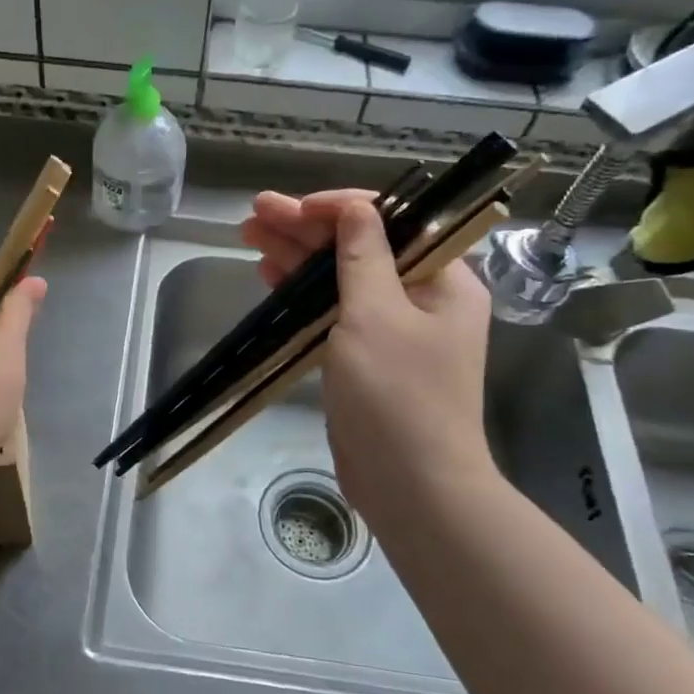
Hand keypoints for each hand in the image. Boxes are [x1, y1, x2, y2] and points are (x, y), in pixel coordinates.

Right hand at [242, 190, 495, 523]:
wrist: (411, 486)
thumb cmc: (398, 395)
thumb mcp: (376, 315)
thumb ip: (362, 256)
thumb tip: (356, 208)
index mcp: (442, 279)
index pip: (392, 221)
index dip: (338, 208)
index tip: (293, 207)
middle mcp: (420, 297)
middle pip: (359, 247)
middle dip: (306, 229)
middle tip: (256, 212)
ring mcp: (391, 329)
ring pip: (339, 278)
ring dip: (296, 257)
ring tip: (250, 234)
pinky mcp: (365, 357)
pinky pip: (332, 311)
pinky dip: (302, 293)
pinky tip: (269, 275)